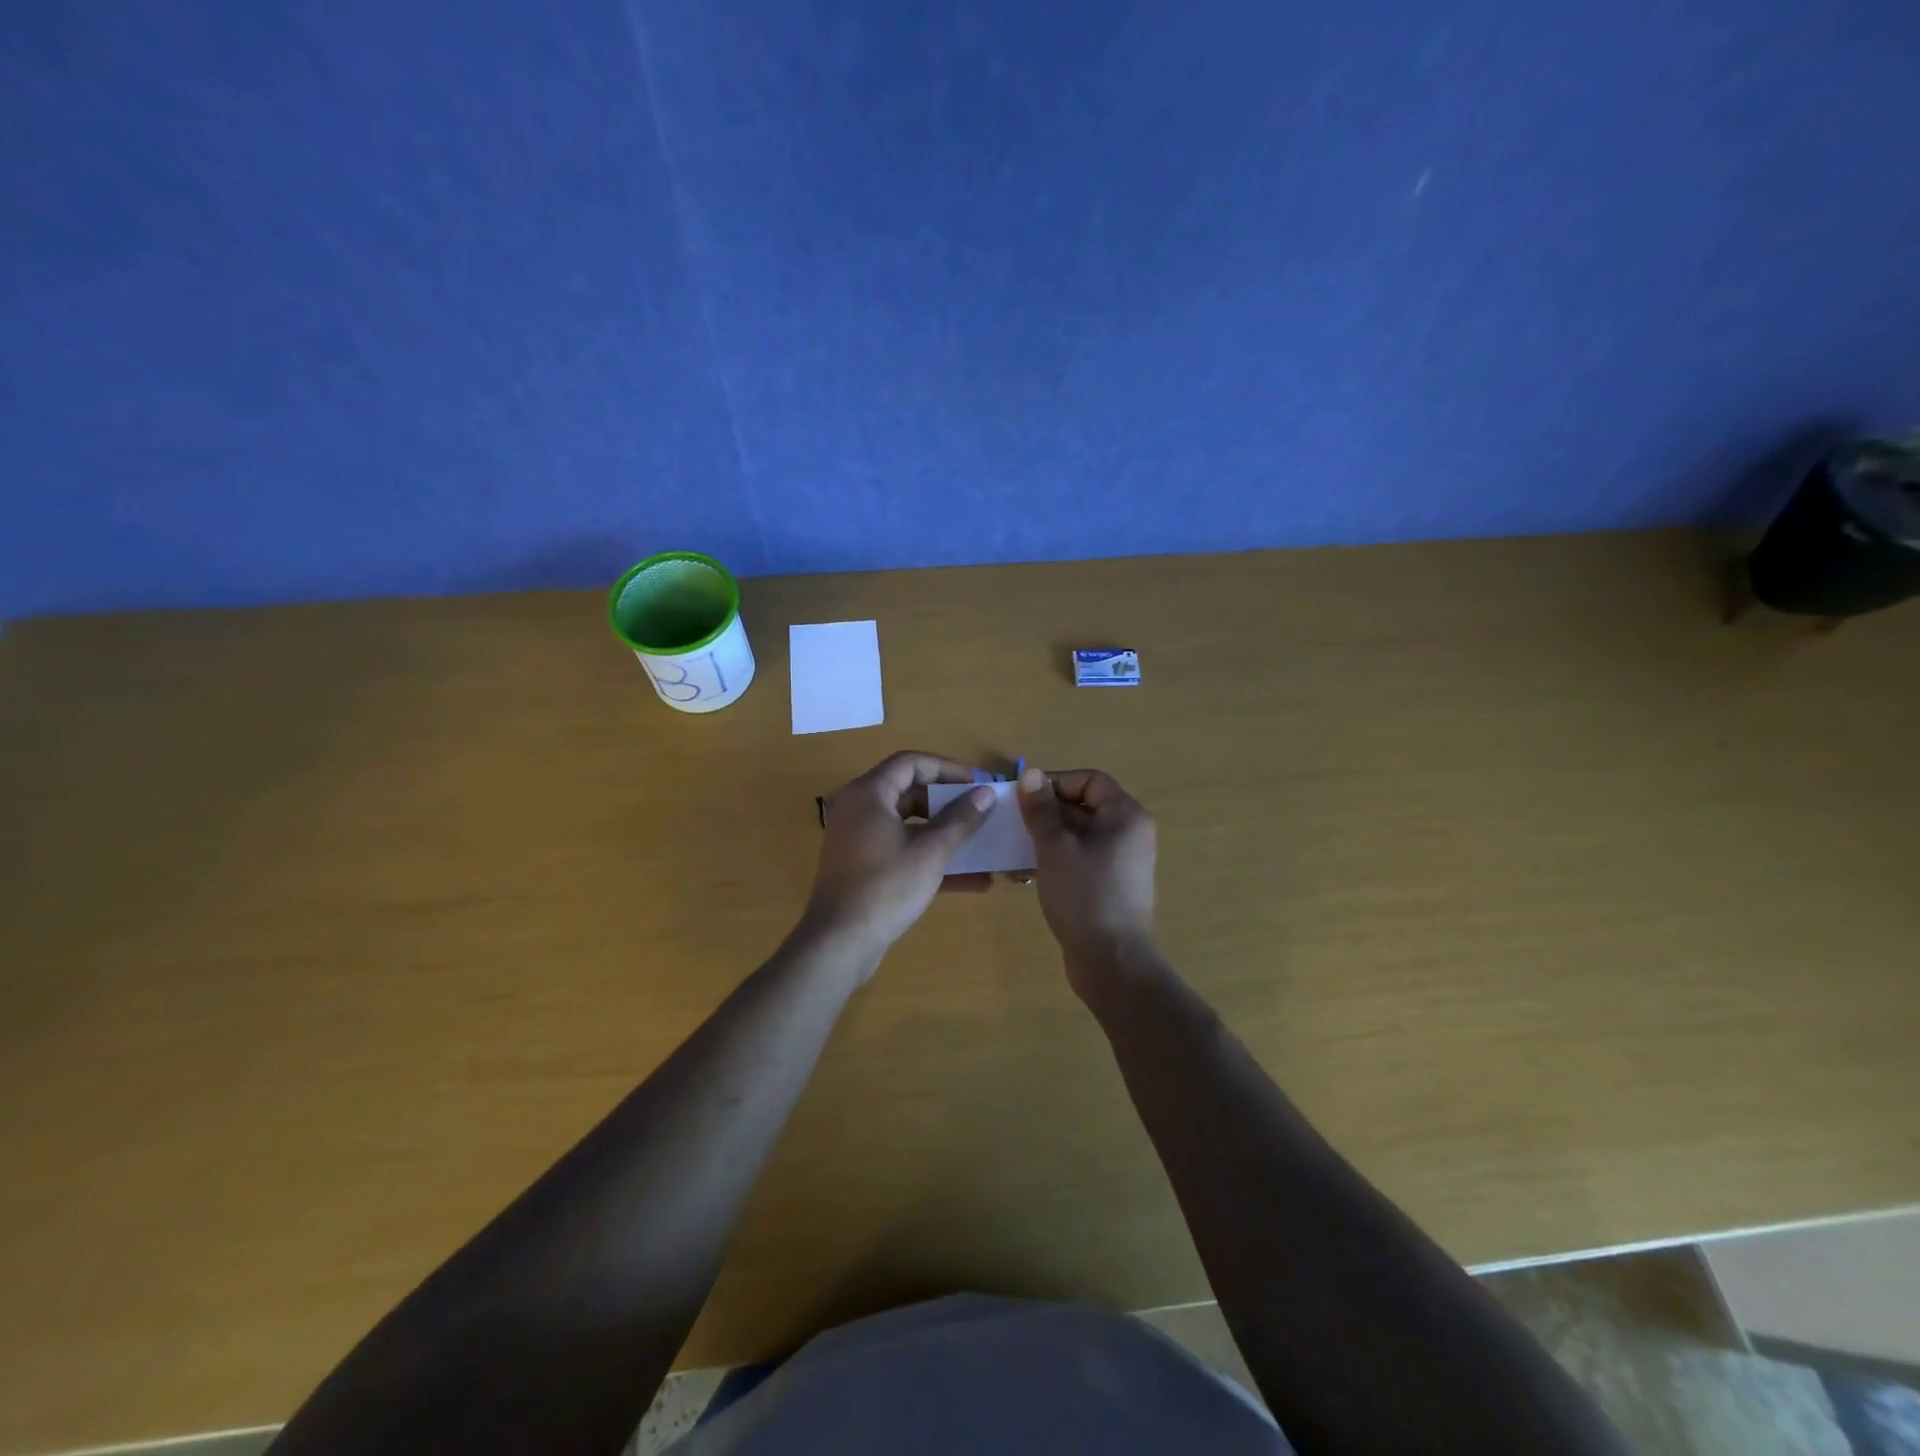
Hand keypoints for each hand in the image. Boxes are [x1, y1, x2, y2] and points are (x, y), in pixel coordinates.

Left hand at [800, 752, 994, 971]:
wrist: (840, 943)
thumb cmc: (885, 887)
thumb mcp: (930, 852)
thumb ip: (960, 820)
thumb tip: (986, 794)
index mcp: (869, 794)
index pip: (911, 763)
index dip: (947, 768)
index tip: (977, 783)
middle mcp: (860, 809)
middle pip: (909, 791)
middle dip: (948, 802)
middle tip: (980, 810)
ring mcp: (860, 839)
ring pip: (909, 825)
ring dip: (945, 833)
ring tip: (982, 842)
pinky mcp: (865, 867)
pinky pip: (903, 851)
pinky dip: (931, 858)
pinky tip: (973, 880)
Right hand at [1016, 767, 1157, 988]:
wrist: (1111, 961)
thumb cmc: (1084, 896)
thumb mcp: (1055, 848)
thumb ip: (1041, 810)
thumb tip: (1032, 774)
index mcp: (1125, 816)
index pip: (1089, 780)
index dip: (1055, 782)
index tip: (1023, 797)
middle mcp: (1129, 833)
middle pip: (1084, 806)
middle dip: (1046, 812)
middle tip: (1011, 823)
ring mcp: (1121, 861)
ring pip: (1078, 834)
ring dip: (1046, 837)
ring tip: (1014, 849)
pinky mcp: (1110, 884)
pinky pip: (1081, 858)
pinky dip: (1056, 858)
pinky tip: (1026, 873)